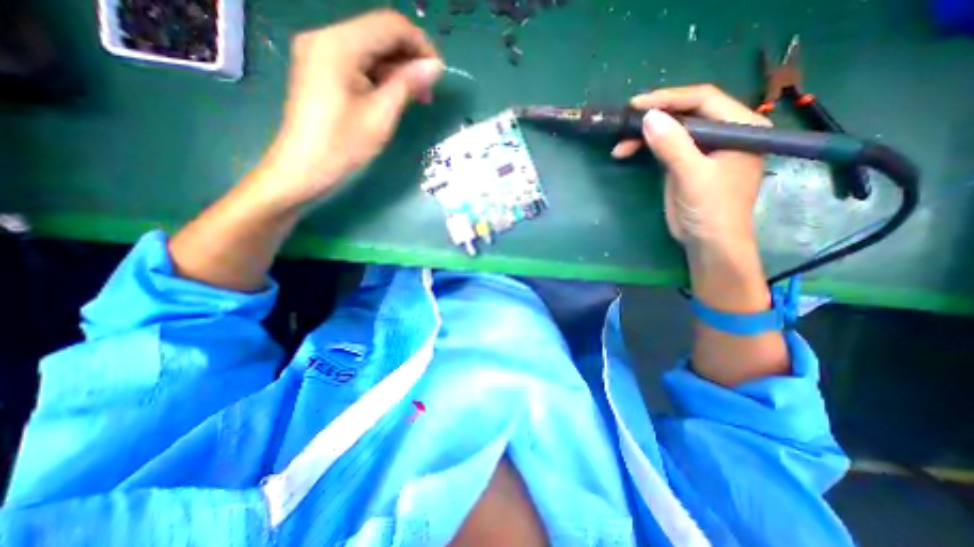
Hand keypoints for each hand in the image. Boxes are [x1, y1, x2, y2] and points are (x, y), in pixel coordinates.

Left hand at [256, 10, 443, 211]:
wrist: (303, 167)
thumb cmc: (343, 145)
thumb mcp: (381, 115)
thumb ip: (407, 84)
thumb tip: (435, 67)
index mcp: (339, 44)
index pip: (390, 25)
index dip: (420, 45)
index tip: (438, 74)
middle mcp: (326, 37)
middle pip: (378, 34)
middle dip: (409, 59)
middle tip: (427, 92)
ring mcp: (320, 52)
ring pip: (370, 48)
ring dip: (396, 69)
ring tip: (415, 98)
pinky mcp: (320, 69)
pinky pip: (358, 62)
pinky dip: (380, 76)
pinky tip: (393, 96)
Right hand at [615, 83, 769, 250]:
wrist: (708, 242)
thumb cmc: (711, 209)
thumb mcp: (693, 176)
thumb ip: (673, 145)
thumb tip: (648, 117)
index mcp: (740, 127)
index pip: (704, 100)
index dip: (669, 99)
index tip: (637, 105)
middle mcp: (724, 132)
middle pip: (685, 113)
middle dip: (654, 117)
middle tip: (624, 123)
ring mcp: (703, 148)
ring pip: (671, 130)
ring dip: (644, 135)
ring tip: (620, 145)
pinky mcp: (686, 163)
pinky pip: (664, 147)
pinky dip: (645, 148)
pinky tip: (627, 151)